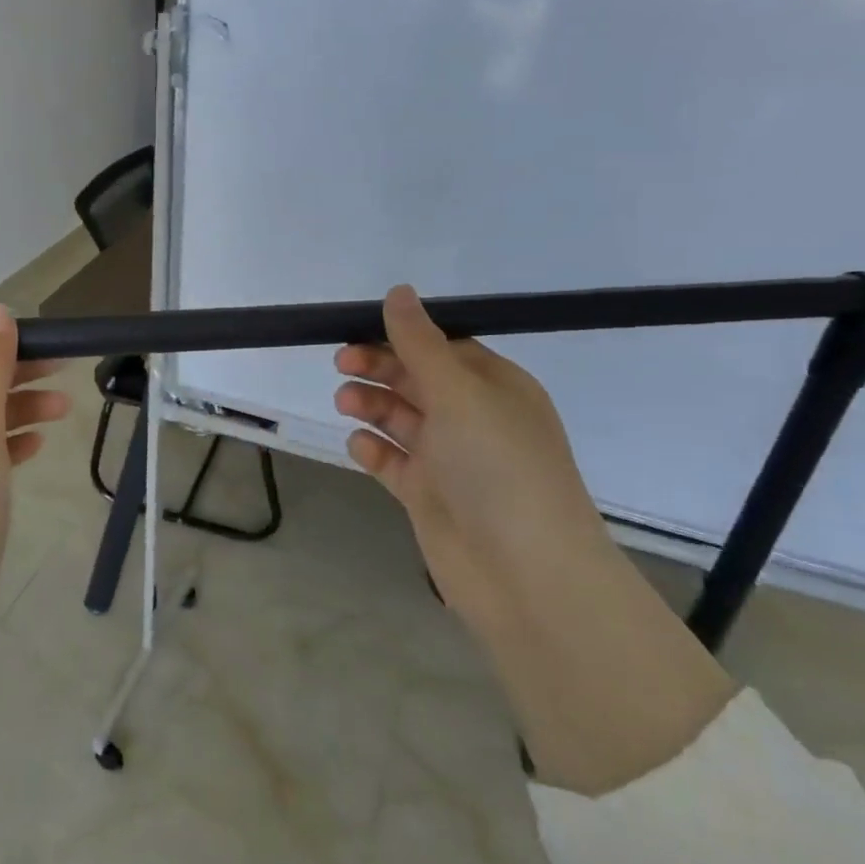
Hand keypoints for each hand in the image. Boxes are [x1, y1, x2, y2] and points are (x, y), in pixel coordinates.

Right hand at [333, 286, 608, 625]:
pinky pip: (393, 462)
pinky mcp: (428, 495)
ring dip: (372, 405)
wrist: (524, 573)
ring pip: (401, 419)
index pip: (442, 348)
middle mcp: (473, 420)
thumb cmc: (497, 467)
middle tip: (341, 364)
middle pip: (417, 380)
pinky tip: (359, 445)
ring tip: (346, 404)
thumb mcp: (459, 393)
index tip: (357, 331)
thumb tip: (398, 291)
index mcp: (495, 388)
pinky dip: (374, 450)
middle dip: (379, 368)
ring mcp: (450, 460)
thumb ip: (420, 343)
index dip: (401, 337)